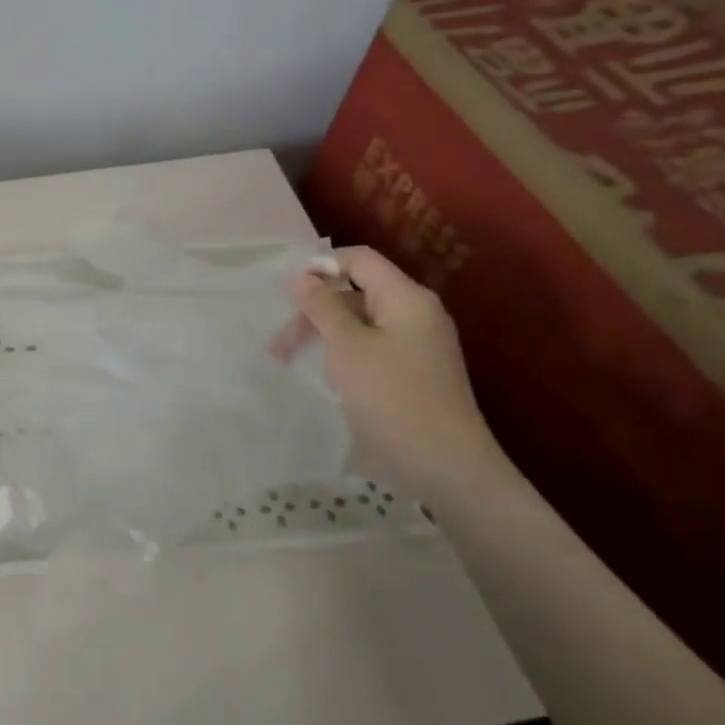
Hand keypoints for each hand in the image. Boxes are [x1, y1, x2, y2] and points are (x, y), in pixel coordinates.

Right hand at [272, 246, 507, 495]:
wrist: (445, 464)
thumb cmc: (391, 397)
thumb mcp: (347, 346)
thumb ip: (322, 306)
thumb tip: (301, 275)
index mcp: (406, 297)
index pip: (359, 260)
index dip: (320, 267)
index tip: (285, 295)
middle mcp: (416, 313)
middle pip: (356, 291)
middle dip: (314, 310)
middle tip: (279, 345)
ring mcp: (418, 344)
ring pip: (360, 322)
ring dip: (324, 334)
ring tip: (293, 362)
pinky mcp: (414, 371)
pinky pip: (372, 346)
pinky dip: (344, 353)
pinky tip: (329, 377)